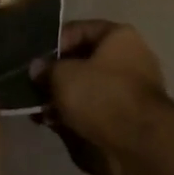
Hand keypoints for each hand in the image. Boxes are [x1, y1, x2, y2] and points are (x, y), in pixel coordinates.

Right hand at [32, 20, 168, 174]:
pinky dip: (77, 115)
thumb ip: (47, 69)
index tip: (34, 61)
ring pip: (88, 88)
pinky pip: (96, 109)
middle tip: (34, 89)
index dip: (54, 43)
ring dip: (64, 98)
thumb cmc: (101, 96)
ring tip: (40, 112)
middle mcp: (129, 57)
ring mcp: (131, 89)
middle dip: (57, 76)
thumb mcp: (64, 76)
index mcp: (119, 36)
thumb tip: (37, 68)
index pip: (80, 30)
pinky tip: (55, 125)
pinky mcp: (128, 117)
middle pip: (84, 61)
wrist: (139, 144)